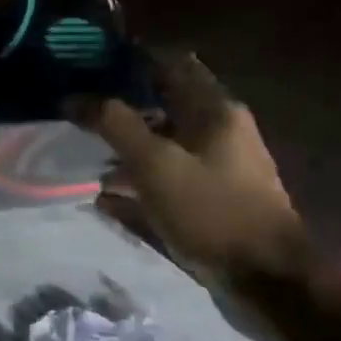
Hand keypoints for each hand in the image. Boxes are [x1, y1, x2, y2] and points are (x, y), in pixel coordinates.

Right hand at [76, 52, 309, 284]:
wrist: (266, 283)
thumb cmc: (211, 211)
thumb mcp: (154, 162)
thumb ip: (112, 123)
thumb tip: (74, 97)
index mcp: (214, 111)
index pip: (170, 63)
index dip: (130, 57)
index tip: (88, 61)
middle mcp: (220, 133)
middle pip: (162, 105)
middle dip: (120, 105)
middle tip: (77, 108)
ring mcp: (217, 170)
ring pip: (162, 145)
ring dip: (125, 146)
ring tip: (83, 152)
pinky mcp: (211, 203)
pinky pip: (165, 182)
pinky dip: (137, 183)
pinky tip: (105, 197)